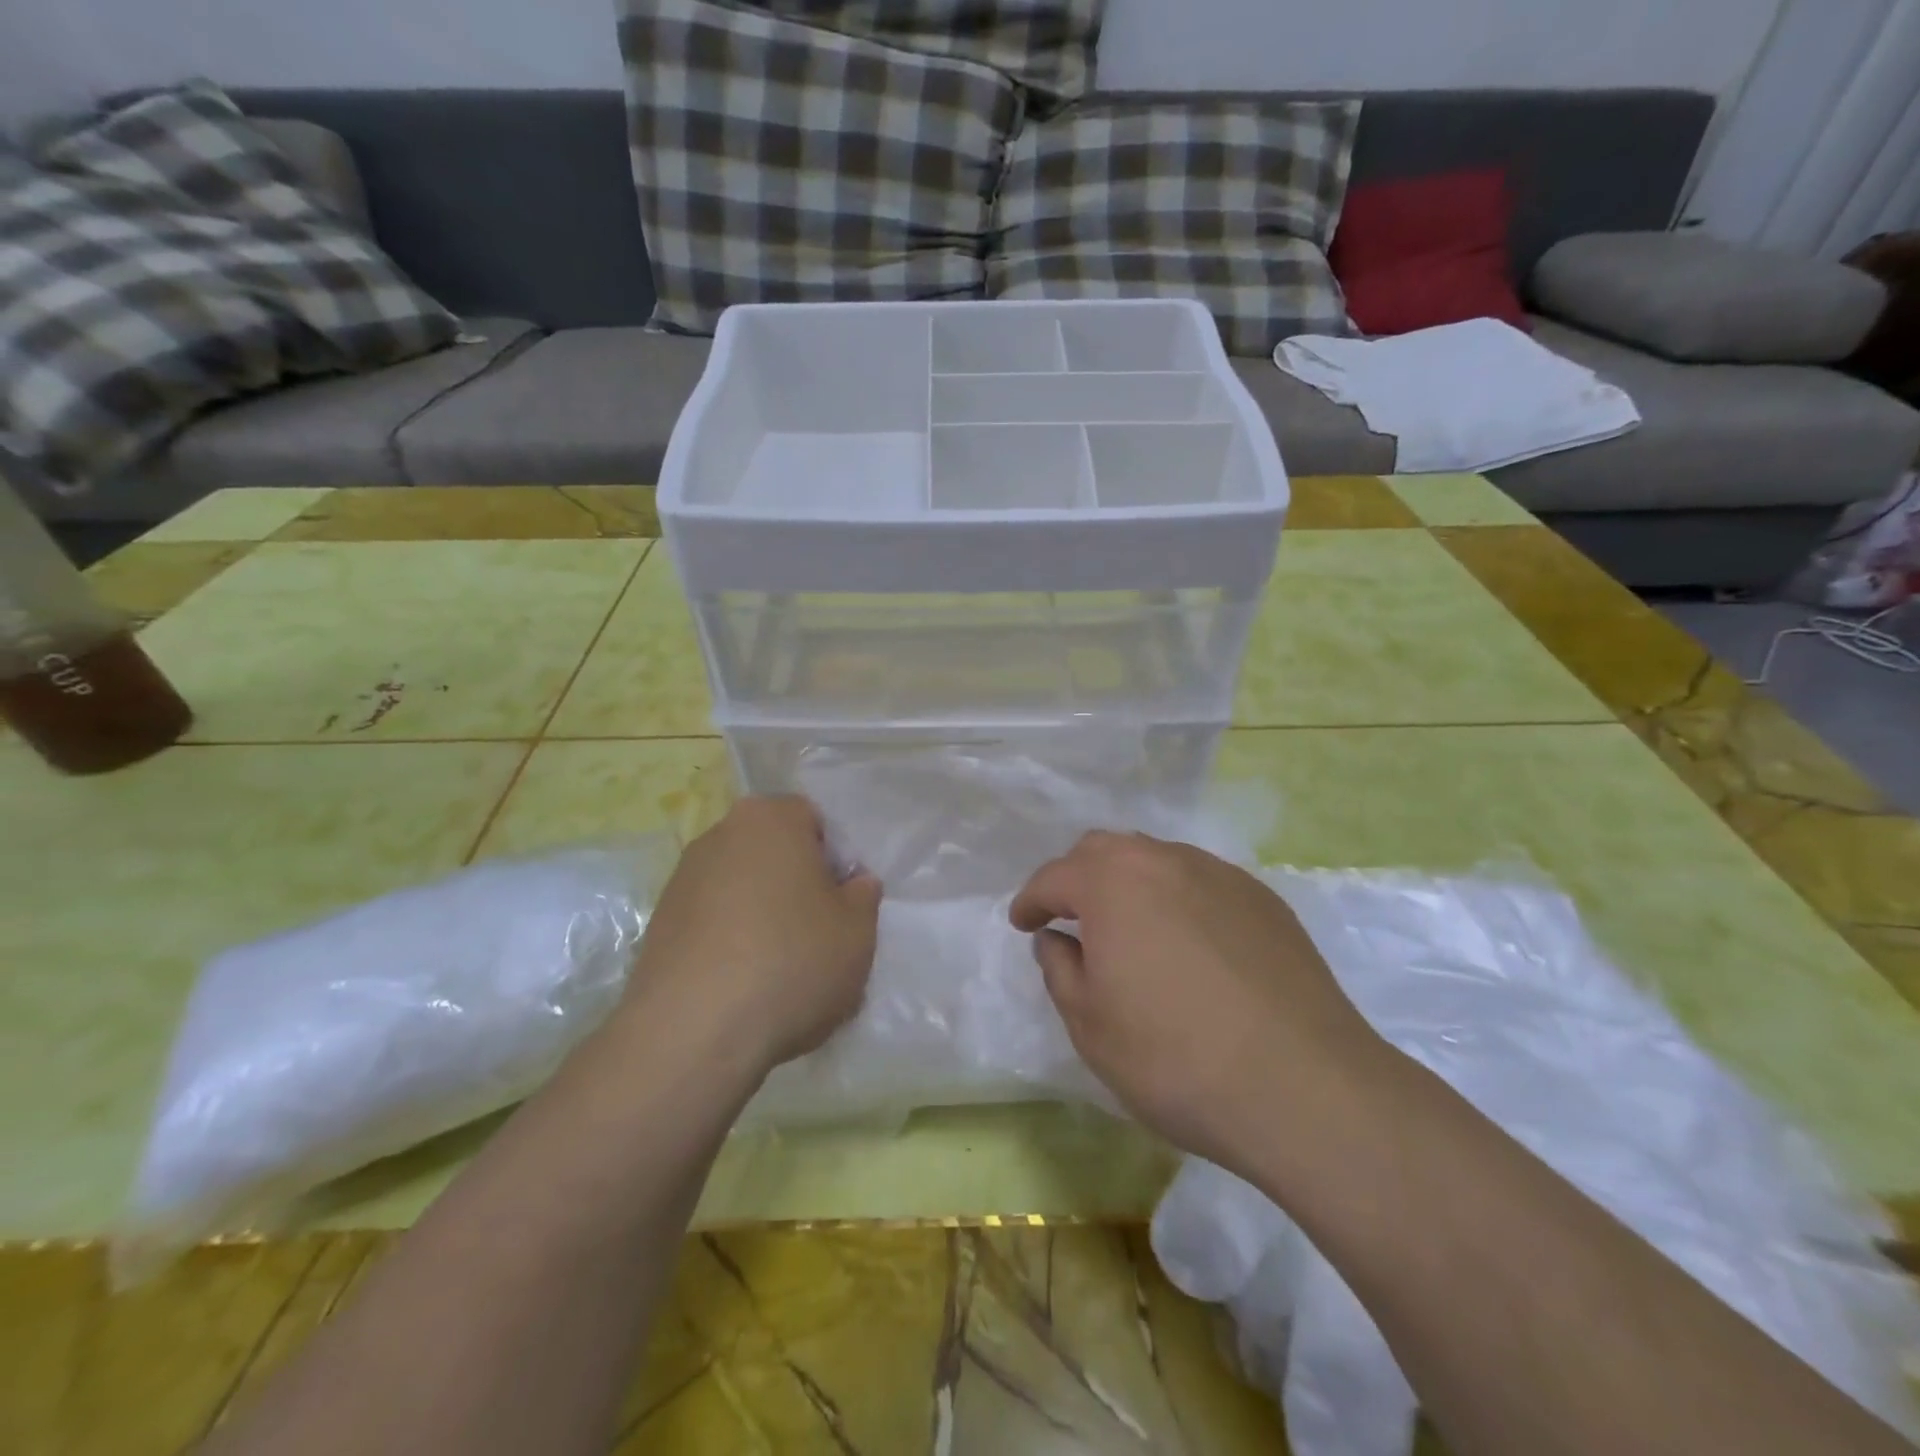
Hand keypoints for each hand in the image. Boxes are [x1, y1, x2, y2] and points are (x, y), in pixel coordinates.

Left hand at [624, 797, 880, 1074]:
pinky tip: (742, 986)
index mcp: (770, 818)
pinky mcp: (657, 925)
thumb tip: (853, 884)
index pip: (813, 820)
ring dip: (761, 915)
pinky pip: (711, 923)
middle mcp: (719, 835)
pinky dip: (729, 943)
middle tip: (816, 935)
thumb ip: (863, 896)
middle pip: (772, 852)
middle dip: (795, 885)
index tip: (841, 903)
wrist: (693, 1033)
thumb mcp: (858, 931)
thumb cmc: (792, 962)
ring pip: (741, 888)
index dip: (834, 860)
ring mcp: (681, 880)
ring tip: (778, 970)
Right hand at [1009, 832, 1383, 1172]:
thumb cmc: (1175, 1058)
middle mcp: (1165, 861)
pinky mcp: (1264, 899)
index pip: (1055, 877)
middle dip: (1077, 878)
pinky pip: (1201, 882)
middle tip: (1071, 919)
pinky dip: (1176, 898)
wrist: (1304, 1087)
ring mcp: (1220, 875)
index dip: (1031, 900)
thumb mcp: (1090, 1025)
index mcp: (1113, 883)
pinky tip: (1187, 945)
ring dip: (1129, 884)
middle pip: (1105, 850)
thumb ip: (1060, 970)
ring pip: (1156, 859)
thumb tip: (1056, 939)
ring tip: (1129, 930)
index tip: (1023, 924)